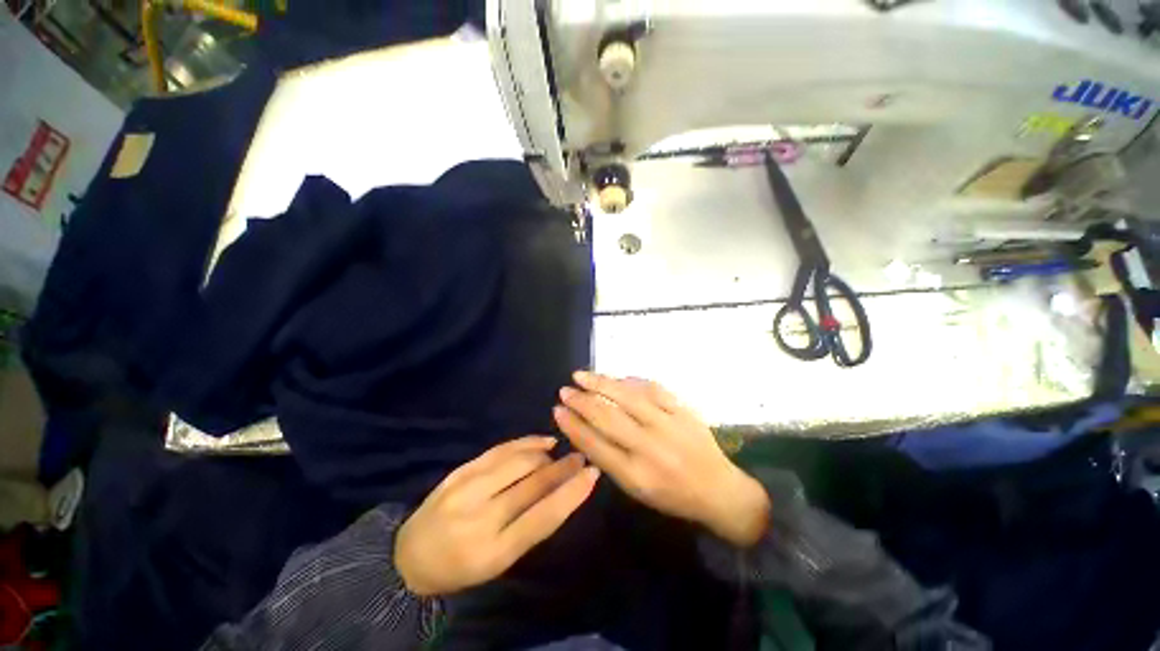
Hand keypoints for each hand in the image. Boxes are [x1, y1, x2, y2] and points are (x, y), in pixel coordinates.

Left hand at [395, 436, 599, 595]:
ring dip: (545, 454)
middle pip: (533, 484)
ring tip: (559, 452)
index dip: (572, 493)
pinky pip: (500, 450)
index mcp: (495, 551)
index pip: (543, 517)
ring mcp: (467, 490)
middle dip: (563, 468)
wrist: (409, 557)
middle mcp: (482, 518)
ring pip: (519, 462)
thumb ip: (530, 526)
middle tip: (580, 457)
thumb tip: (562, 490)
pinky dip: (525, 443)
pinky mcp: (460, 471)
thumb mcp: (499, 560)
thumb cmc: (462, 566)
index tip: (593, 474)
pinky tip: (541, 442)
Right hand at [554, 372, 769, 546]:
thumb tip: (584, 428)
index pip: (593, 444)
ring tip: (581, 375)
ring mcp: (668, 425)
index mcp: (635, 475)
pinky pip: (652, 388)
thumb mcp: (636, 490)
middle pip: (606, 417)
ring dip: (600, 383)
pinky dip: (631, 381)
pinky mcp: (683, 410)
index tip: (557, 410)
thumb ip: (609, 460)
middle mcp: (649, 447)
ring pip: (627, 396)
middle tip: (564, 390)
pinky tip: (617, 377)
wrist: (719, 490)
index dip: (572, 425)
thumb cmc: (672, 496)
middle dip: (580, 401)